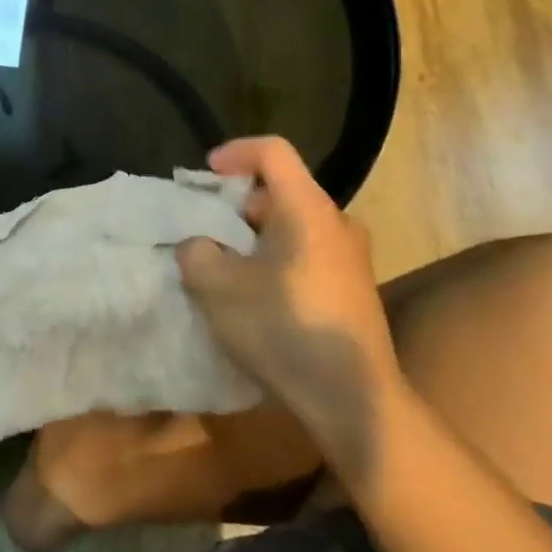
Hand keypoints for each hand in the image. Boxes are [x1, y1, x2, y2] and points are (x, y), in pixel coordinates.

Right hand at [177, 136, 400, 482]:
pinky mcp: (355, 287)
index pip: (273, 151)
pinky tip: (257, 295)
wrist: (353, 399)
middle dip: (238, 203)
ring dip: (256, 235)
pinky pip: (308, 251)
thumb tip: (201, 245)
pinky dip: (276, 257)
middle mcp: (336, 222)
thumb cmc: (283, 329)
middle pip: (282, 189)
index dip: (235, 152)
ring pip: (294, 224)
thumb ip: (196, 252)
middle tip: (207, 230)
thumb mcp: (216, 288)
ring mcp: (352, 256)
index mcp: (307, 209)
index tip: (206, 175)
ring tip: (226, 266)